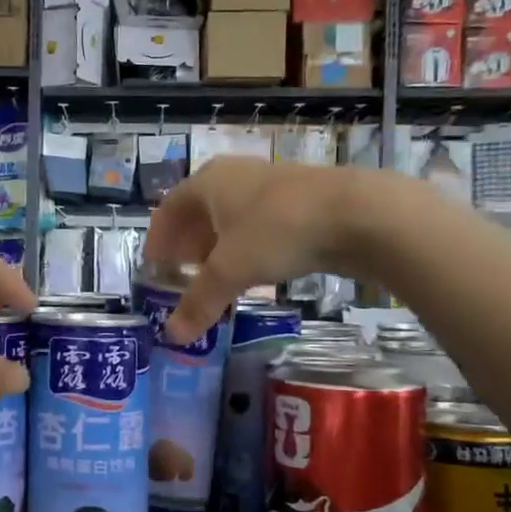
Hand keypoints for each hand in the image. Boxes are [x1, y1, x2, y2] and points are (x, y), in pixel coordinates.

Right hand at [143, 159, 360, 342]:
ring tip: (214, 275)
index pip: (169, 208)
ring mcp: (269, 183)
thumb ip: (199, 302)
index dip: (159, 237)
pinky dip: (247, 245)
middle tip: (181, 273)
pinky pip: (258, 222)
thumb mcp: (231, 270)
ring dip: (217, 245)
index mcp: (208, 182)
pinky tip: (254, 268)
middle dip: (187, 242)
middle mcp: (234, 176)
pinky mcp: (299, 198)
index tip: (154, 265)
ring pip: (231, 216)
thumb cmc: (277, 231)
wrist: (356, 213)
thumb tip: (172, 336)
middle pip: (199, 210)